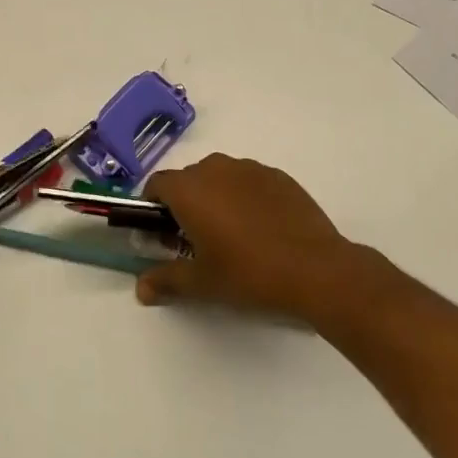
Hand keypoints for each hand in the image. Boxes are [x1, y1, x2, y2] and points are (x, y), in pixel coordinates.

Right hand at [137, 154, 356, 321]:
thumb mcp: (203, 284)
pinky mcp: (277, 176)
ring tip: (233, 235)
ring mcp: (249, 168)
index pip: (158, 185)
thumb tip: (140, 289)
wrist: (317, 270)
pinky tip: (262, 229)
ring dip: (216, 198)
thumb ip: (167, 281)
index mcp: (189, 189)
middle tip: (197, 241)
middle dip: (186, 204)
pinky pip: (249, 182)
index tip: (163, 233)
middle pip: (188, 180)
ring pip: (220, 178)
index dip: (154, 207)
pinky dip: (246, 198)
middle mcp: (215, 168)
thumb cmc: (250, 274)